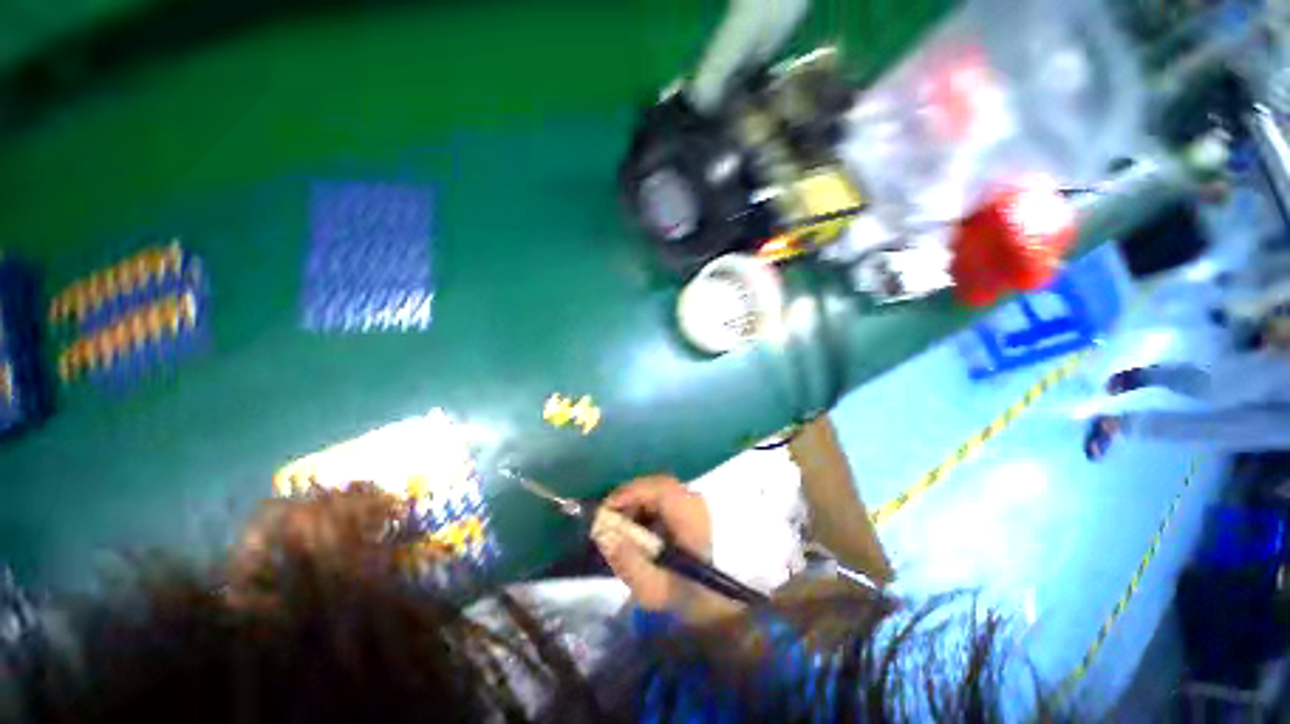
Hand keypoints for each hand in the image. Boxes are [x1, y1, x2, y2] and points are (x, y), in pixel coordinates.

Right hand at [592, 475, 733, 620]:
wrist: (711, 600)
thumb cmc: (681, 596)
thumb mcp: (651, 590)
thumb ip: (627, 562)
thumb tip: (605, 534)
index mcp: (692, 519)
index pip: (661, 490)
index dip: (632, 492)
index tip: (607, 508)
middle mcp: (696, 502)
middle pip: (657, 485)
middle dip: (630, 497)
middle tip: (609, 517)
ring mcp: (694, 501)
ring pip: (658, 488)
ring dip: (636, 501)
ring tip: (621, 524)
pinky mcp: (690, 504)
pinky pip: (662, 494)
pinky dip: (645, 504)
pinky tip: (637, 525)